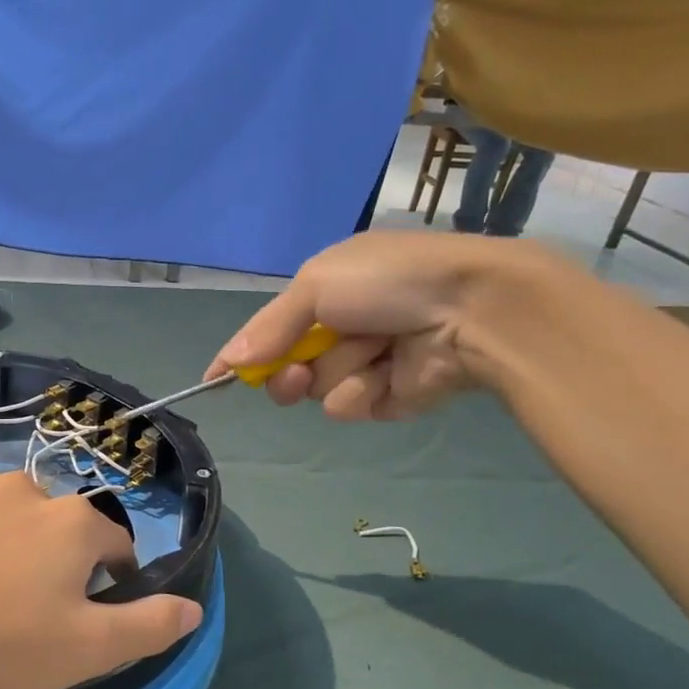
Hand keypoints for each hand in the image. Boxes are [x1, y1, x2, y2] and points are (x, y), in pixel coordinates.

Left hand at [0, 472, 201, 688]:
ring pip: (13, 519)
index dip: (109, 584)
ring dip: (13, 548)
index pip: (115, 546)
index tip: (83, 620)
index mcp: (72, 522)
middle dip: (58, 565)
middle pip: (62, 529)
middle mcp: (28, 489)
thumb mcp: (84, 651)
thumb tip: (194, 608)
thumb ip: (148, 626)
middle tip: (28, 616)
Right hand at [210, 232, 544, 421]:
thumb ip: (269, 327)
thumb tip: (226, 362)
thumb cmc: (388, 282)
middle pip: (287, 368)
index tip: (215, 379)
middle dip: (285, 373)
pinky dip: (364, 391)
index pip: (270, 329)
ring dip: (337, 372)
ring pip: (318, 389)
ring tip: (375, 351)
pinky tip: (391, 374)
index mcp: (327, 292)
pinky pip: (350, 406)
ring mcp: (365, 365)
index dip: (243, 353)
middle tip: (293, 373)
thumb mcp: (317, 284)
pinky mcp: (388, 398)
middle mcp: (342, 329)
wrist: (472, 308)